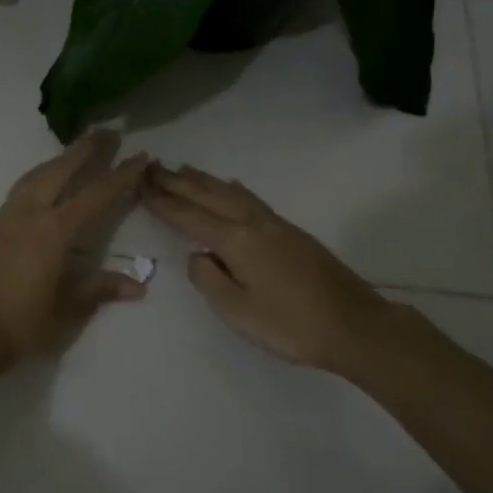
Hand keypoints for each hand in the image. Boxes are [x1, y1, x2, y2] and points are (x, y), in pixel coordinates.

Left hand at [0, 133, 151, 376]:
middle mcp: (31, 214)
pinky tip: (43, 181)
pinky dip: (39, 175)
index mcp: (55, 232)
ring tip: (75, 149)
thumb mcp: (67, 310)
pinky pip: (21, 188)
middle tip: (106, 131)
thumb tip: (138, 285)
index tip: (141, 156)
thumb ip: (100, 289)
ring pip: (36, 175)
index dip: (122, 175)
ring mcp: (7, 217)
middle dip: (85, 150)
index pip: (96, 195)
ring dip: (59, 159)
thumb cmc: (21, 325)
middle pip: (61, 171)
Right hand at [144, 164, 405, 372]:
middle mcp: (253, 222)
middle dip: (178, 181)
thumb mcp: (238, 312)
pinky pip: (250, 198)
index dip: (163, 202)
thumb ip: (209, 280)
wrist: (353, 324)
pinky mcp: (290, 231)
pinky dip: (231, 188)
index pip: (189, 216)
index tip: (140, 185)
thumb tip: (197, 256)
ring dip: (204, 179)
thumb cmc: (290, 324)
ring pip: (231, 191)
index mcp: (236, 241)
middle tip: (152, 167)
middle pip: (209, 195)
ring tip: (183, 169)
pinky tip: (231, 186)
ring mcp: (274, 224)